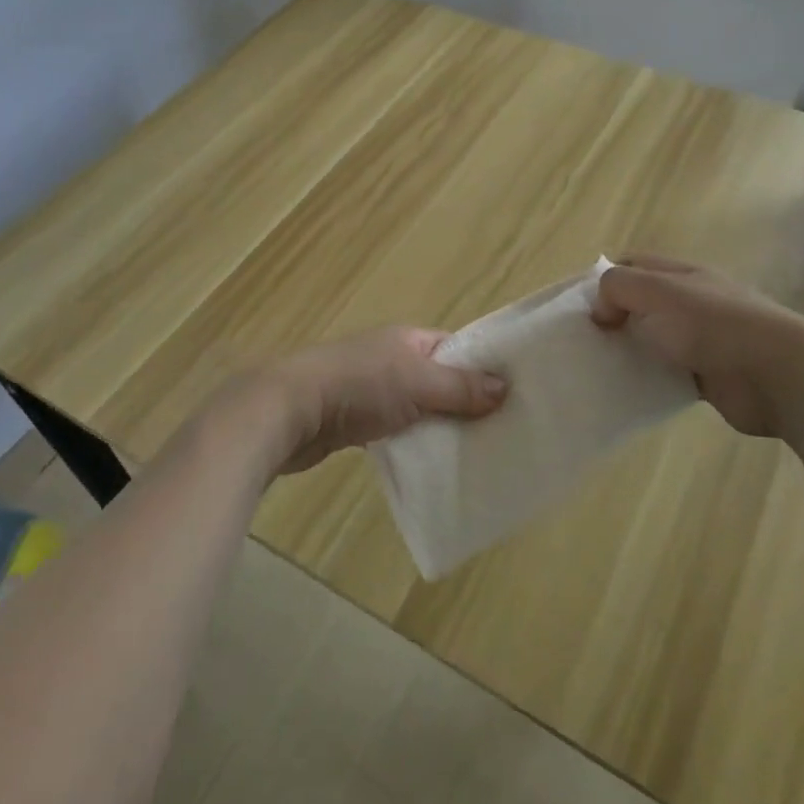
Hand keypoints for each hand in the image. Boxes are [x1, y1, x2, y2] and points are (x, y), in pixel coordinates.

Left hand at [265, 327, 508, 474]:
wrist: (288, 410)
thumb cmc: (357, 386)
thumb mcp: (417, 382)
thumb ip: (460, 387)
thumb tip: (504, 387)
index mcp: (409, 340)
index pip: (458, 349)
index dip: (484, 369)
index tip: (515, 396)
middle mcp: (392, 359)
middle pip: (440, 379)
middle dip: (466, 403)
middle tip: (502, 432)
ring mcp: (372, 389)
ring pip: (420, 407)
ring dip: (440, 425)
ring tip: (476, 452)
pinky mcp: (356, 420)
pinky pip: (398, 429)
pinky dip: (414, 441)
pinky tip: (433, 463)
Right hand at [590, 254, 803, 440]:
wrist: (778, 374)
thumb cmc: (713, 324)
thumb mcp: (656, 291)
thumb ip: (618, 289)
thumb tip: (601, 312)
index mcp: (681, 274)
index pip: (632, 265)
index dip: (604, 280)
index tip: (580, 307)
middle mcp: (690, 302)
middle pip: (641, 304)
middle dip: (613, 318)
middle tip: (583, 341)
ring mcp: (701, 339)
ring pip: (652, 340)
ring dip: (629, 351)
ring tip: (597, 367)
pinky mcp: (707, 376)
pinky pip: (667, 374)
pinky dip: (648, 380)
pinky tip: (627, 391)